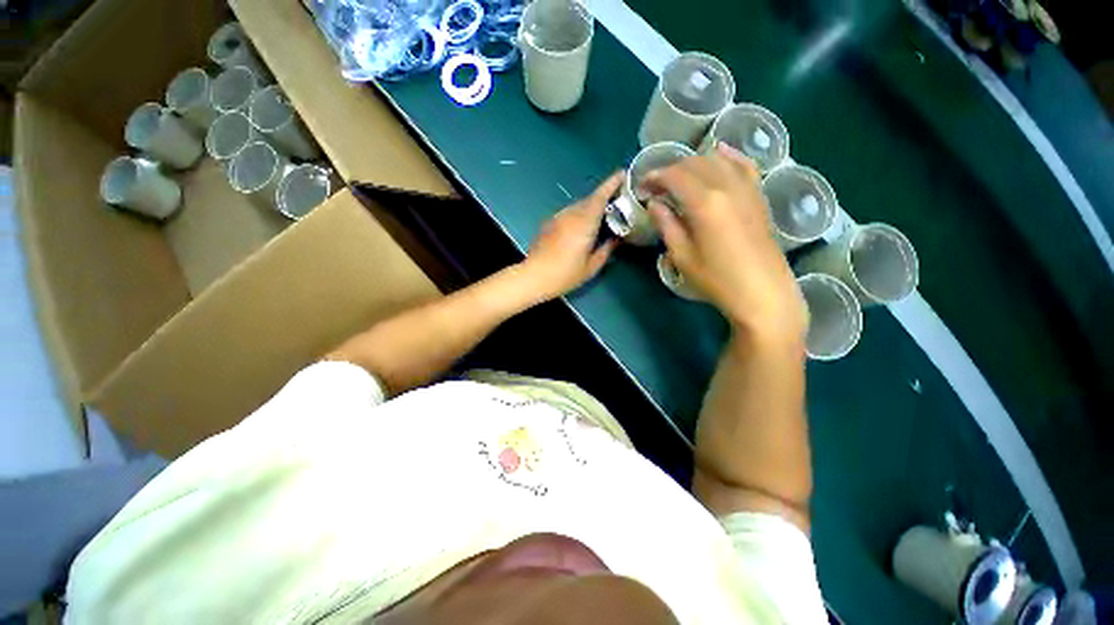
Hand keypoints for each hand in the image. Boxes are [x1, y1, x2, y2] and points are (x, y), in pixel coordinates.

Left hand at [521, 172, 623, 301]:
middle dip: (604, 196)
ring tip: (602, 216)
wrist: (534, 276)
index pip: (599, 197)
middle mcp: (570, 215)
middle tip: (618, 201)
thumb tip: (616, 239)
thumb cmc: (565, 275)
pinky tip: (582, 227)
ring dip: (591, 207)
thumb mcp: (591, 267)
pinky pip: (569, 213)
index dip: (611, 184)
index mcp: (584, 223)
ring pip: (578, 206)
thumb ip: (606, 250)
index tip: (623, 174)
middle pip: (590, 199)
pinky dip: (579, 214)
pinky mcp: (549, 223)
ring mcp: (558, 217)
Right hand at [644, 144, 806, 341]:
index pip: (674, 176)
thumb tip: (655, 204)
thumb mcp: (682, 256)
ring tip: (679, 179)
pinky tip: (720, 152)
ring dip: (693, 164)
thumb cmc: (717, 279)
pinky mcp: (758, 196)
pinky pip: (744, 165)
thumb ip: (667, 225)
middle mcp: (727, 186)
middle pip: (694, 163)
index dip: (654, 178)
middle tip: (655, 187)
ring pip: (717, 160)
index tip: (641, 188)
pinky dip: (729, 156)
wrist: (762, 293)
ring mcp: (747, 188)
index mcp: (704, 203)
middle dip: (670, 170)